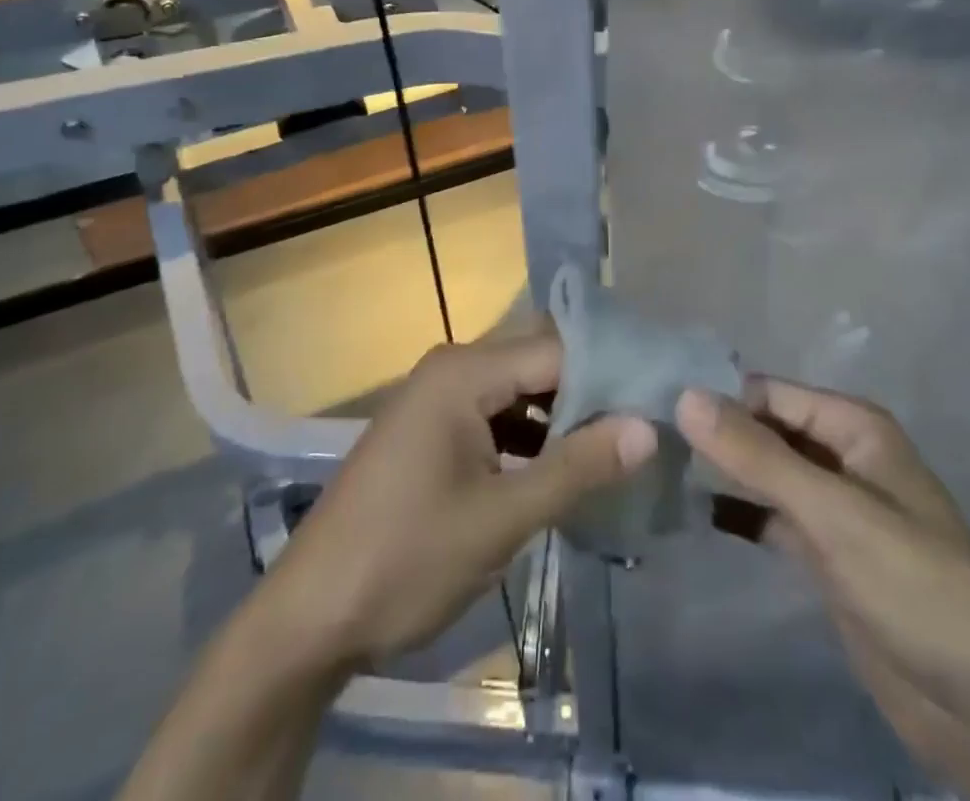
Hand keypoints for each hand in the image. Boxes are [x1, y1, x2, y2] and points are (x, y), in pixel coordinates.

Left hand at [266, 335, 657, 672]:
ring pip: (519, 394)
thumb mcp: (500, 518)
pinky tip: (566, 471)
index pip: (556, 352)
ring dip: (563, 420)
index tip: (659, 399)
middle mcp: (452, 370)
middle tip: (648, 422)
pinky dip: (531, 440)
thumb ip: (576, 468)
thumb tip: (649, 427)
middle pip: (538, 365)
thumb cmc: (405, 558)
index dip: (610, 373)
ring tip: (622, 446)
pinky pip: (496, 419)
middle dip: (590, 394)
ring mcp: (438, 400)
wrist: (309, 616)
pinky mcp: (433, 432)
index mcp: (464, 372)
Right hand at [677, 380, 969, 800]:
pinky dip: (738, 512)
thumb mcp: (832, 513)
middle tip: (644, 436)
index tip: (654, 405)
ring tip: (656, 467)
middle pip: (766, 429)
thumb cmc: (914, 586)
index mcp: (854, 427)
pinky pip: (772, 517)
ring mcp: (834, 506)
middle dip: (715, 432)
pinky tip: (693, 512)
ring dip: (722, 470)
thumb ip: (758, 455)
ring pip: (766, 472)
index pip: (769, 393)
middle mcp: (842, 455)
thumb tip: (686, 396)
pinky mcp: (826, 553)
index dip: (717, 397)